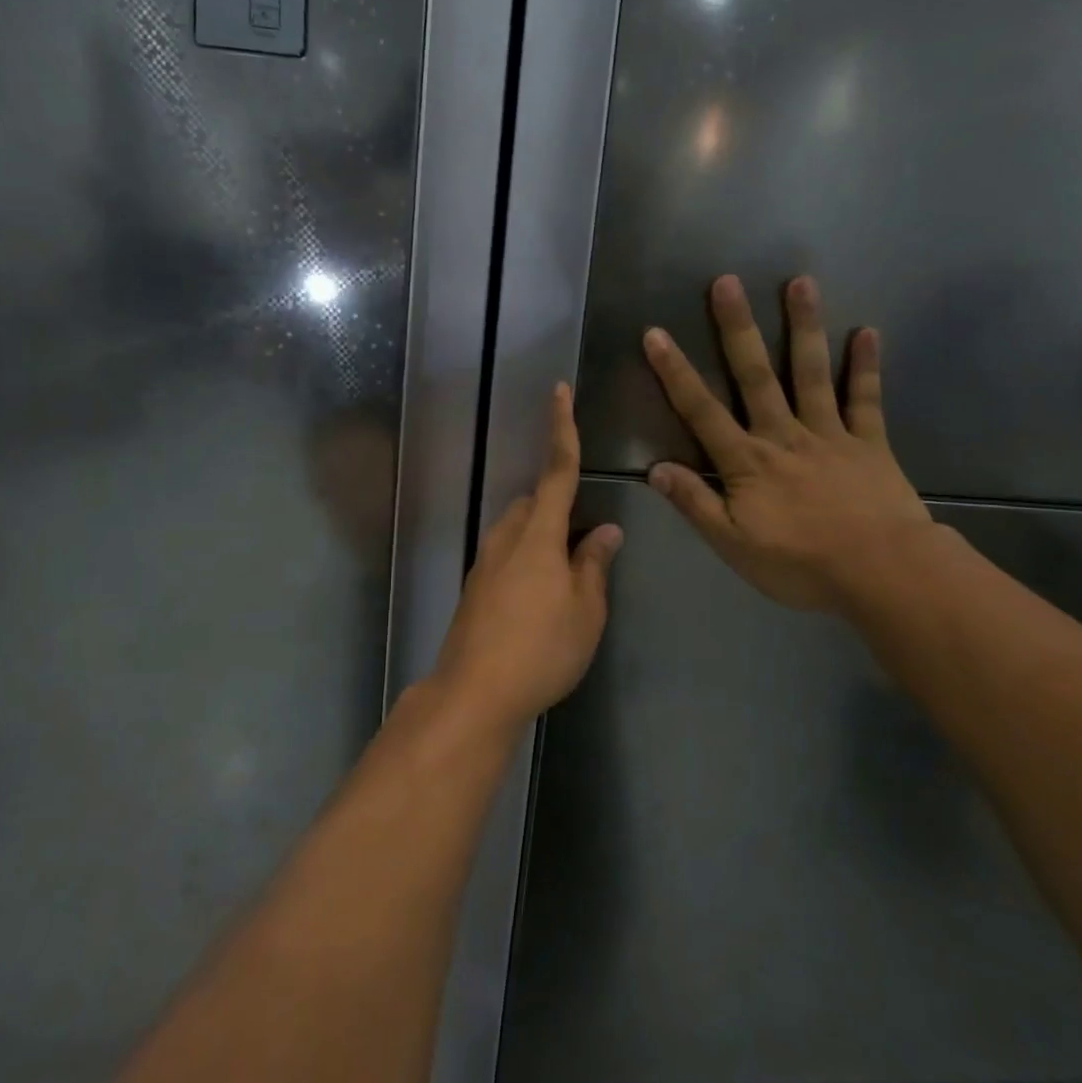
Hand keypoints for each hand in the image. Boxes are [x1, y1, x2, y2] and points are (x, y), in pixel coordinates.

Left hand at [433, 384, 623, 734]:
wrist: (474, 692)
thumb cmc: (542, 648)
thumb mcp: (586, 609)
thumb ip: (595, 564)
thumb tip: (607, 530)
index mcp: (538, 534)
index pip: (556, 470)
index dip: (562, 429)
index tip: (559, 390)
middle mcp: (506, 537)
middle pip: (535, 503)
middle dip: (559, 507)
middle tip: (585, 544)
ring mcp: (485, 562)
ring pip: (519, 530)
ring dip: (543, 537)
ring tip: (567, 577)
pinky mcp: (474, 588)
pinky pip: (507, 555)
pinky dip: (527, 561)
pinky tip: (540, 600)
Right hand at [643, 275, 935, 616]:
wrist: (882, 573)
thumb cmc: (801, 564)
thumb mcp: (733, 544)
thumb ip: (695, 503)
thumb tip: (654, 469)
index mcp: (747, 461)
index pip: (702, 411)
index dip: (676, 372)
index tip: (656, 333)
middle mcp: (784, 435)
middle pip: (755, 376)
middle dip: (738, 329)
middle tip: (727, 282)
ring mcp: (830, 434)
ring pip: (811, 373)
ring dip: (804, 327)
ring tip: (800, 282)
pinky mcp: (869, 443)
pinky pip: (866, 399)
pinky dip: (866, 366)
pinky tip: (868, 331)